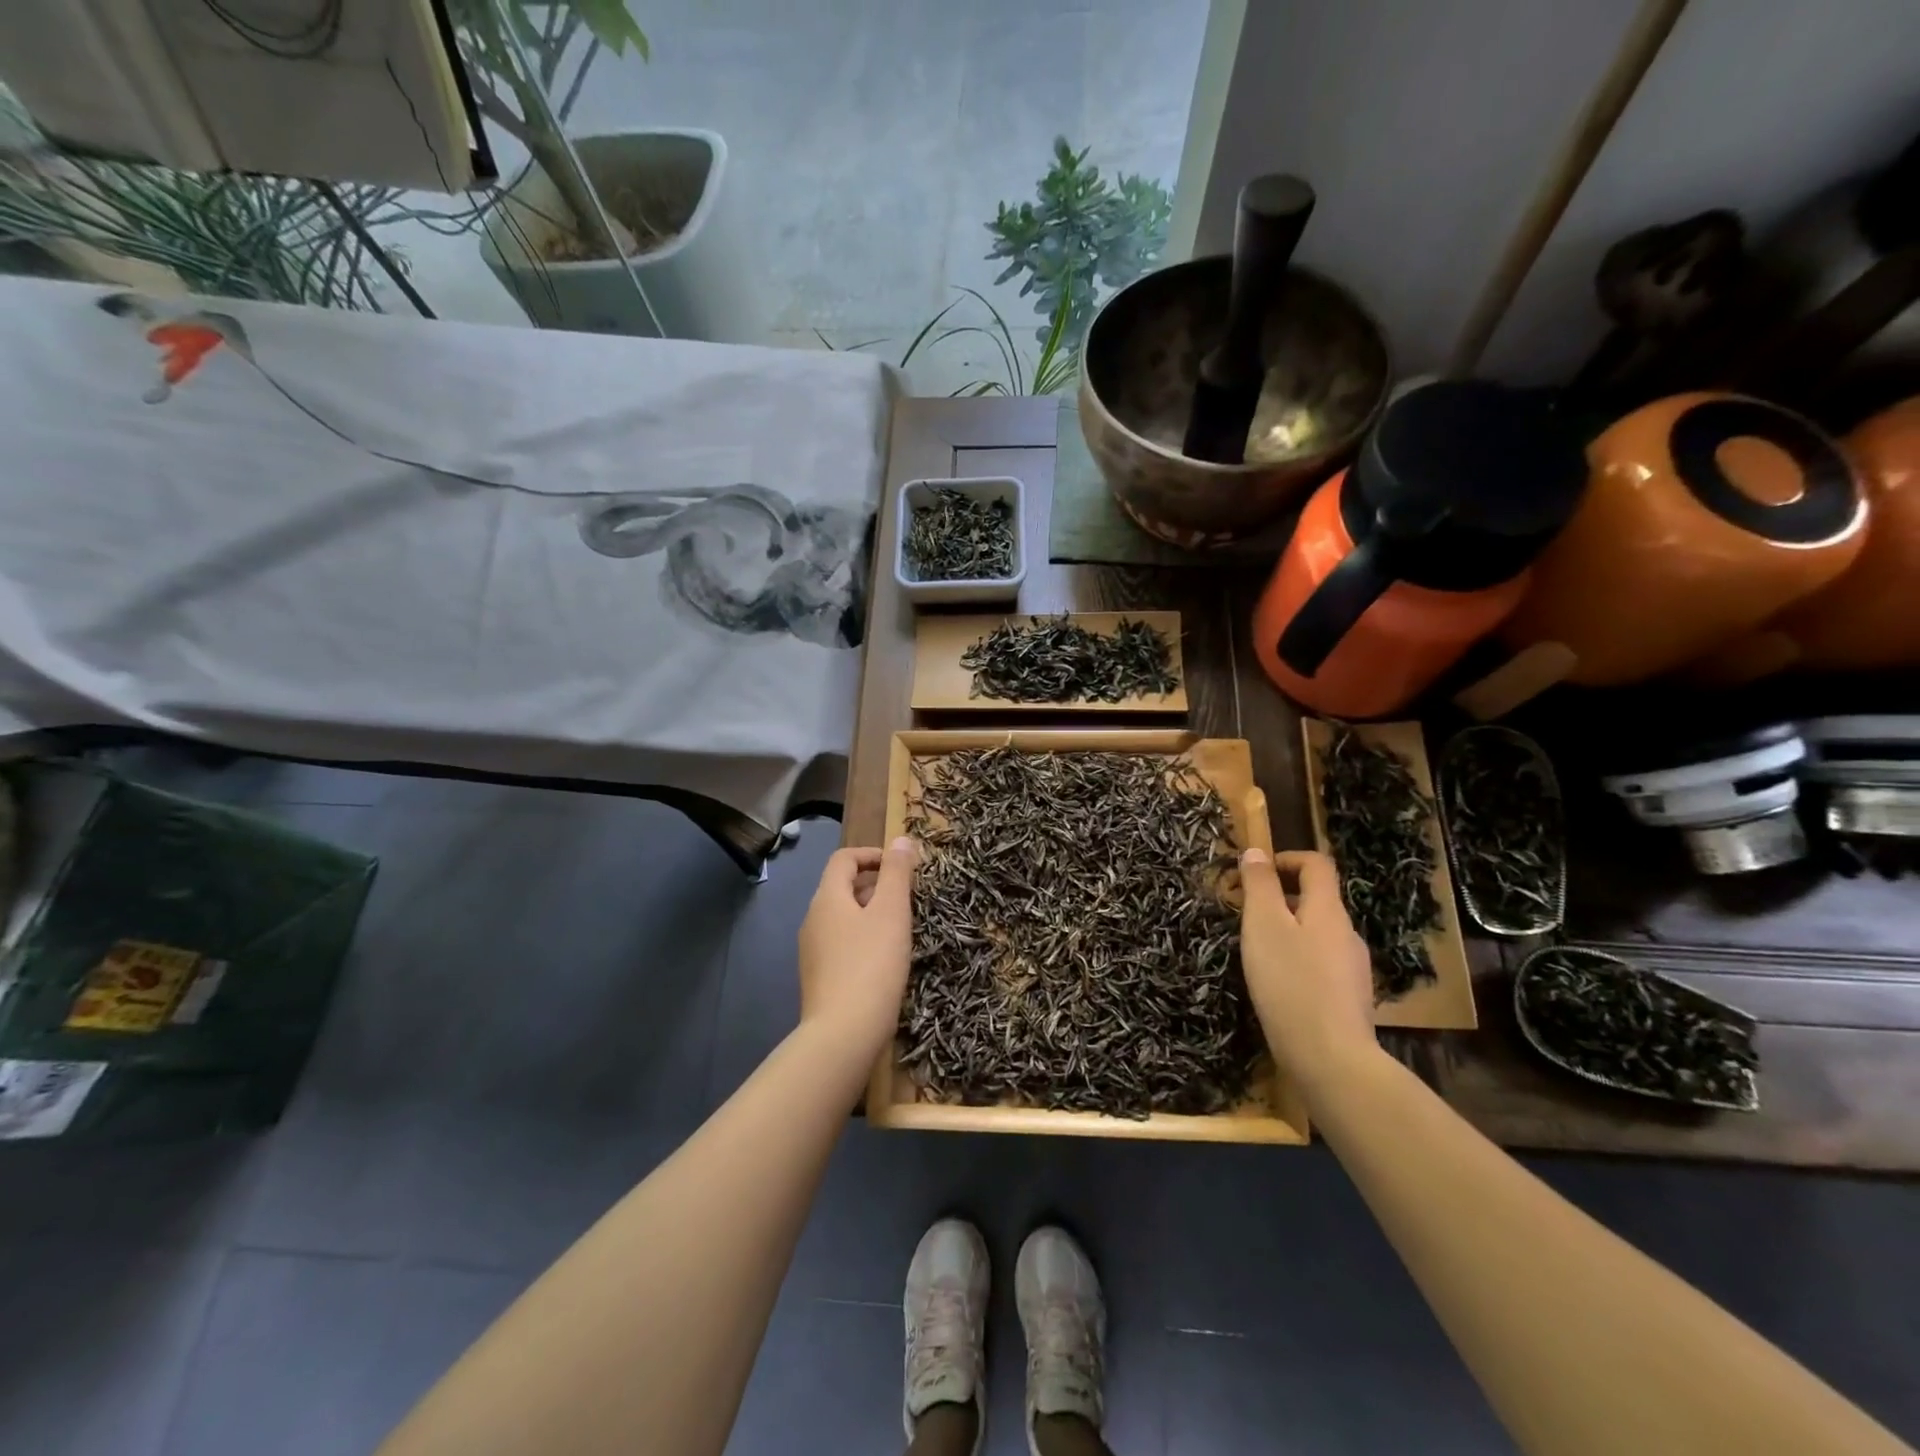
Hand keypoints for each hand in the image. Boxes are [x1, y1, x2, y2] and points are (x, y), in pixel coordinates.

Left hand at [797, 839, 917, 1056]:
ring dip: (872, 913)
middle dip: (876, 884)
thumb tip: (902, 840)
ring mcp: (812, 951)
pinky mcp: (820, 978)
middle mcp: (813, 919)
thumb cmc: (872, 965)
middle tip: (909, 898)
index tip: (903, 867)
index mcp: (827, 898)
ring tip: (902, 928)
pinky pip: (842, 944)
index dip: (873, 854)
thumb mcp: (892, 913)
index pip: (844, 859)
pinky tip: (886, 959)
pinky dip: (864, 938)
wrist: (843, 1035)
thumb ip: (898, 873)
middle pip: (842, 887)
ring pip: (844, 917)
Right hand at [1239, 846, 1378, 1099]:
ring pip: (1318, 934)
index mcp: (1328, 910)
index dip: (1286, 858)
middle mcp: (1347, 934)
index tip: (1254, 873)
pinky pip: (1321, 964)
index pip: (1317, 864)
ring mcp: (1353, 969)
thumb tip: (1256, 852)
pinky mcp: (1349, 999)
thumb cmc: (1290, 983)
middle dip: (1281, 898)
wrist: (1330, 1060)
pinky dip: (1298, 961)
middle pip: (1317, 900)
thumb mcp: (1263, 926)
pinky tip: (1279, 986)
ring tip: (1257, 953)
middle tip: (1245, 916)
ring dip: (1288, 931)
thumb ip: (1259, 885)